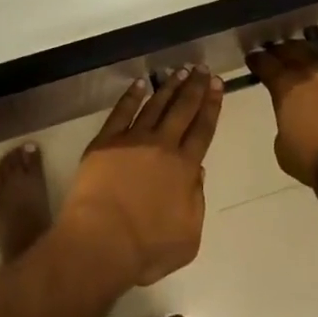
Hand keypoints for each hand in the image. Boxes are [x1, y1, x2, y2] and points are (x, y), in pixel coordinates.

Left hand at [59, 67, 222, 287]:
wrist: (101, 240)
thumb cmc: (146, 248)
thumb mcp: (188, 237)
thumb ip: (196, 201)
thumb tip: (197, 171)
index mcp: (184, 168)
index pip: (202, 129)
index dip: (211, 105)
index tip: (216, 84)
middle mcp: (162, 145)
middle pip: (182, 110)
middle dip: (194, 87)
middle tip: (202, 68)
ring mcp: (132, 139)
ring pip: (155, 105)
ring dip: (168, 87)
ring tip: (179, 70)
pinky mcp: (106, 140)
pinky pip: (122, 111)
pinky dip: (132, 96)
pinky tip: (140, 84)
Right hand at [247, 33, 317, 197]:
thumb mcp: (285, 152)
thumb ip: (284, 130)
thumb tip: (290, 122)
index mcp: (285, 88)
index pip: (265, 65)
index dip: (257, 60)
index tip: (253, 58)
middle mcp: (308, 71)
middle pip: (289, 51)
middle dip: (278, 50)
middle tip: (274, 51)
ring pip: (313, 48)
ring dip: (302, 45)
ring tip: (297, 46)